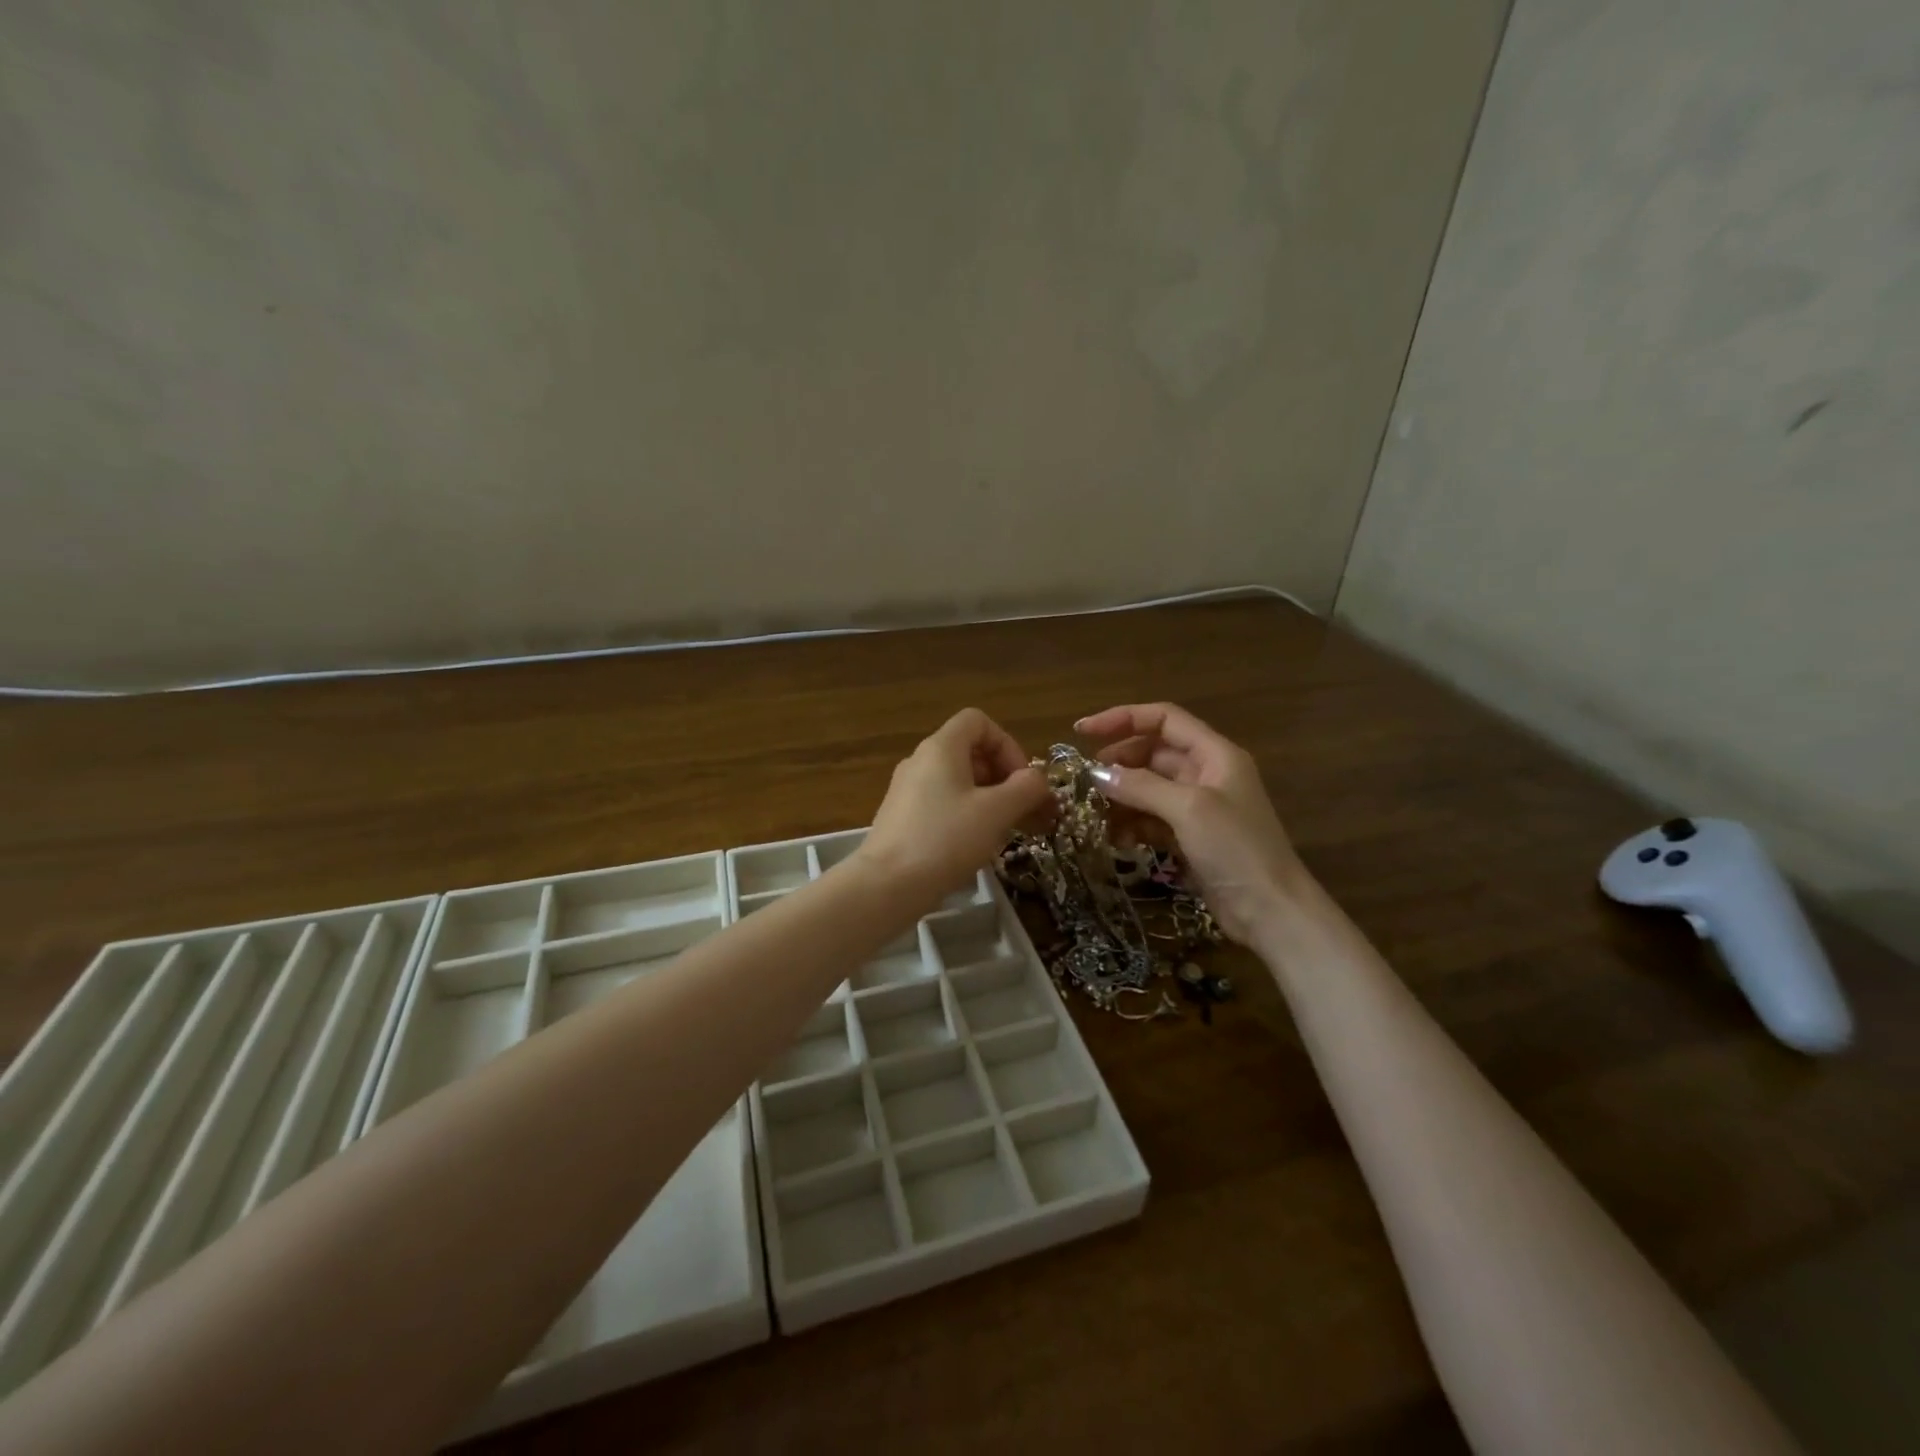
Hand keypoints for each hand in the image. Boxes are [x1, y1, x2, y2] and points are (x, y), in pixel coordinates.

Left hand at [856, 709, 1050, 912]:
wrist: (886, 885)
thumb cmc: (945, 840)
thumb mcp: (995, 812)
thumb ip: (1025, 789)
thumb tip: (1038, 779)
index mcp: (941, 748)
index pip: (978, 721)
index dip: (1007, 744)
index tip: (1022, 780)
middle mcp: (921, 761)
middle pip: (970, 751)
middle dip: (1003, 776)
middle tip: (1023, 809)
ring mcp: (908, 790)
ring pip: (958, 781)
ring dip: (989, 798)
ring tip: (1007, 830)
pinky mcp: (902, 818)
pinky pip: (942, 803)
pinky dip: (966, 814)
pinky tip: (976, 844)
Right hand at [1076, 702, 1307, 944]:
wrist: (1271, 912)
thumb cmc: (1236, 849)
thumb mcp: (1188, 809)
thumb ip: (1141, 786)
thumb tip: (1096, 773)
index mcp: (1215, 754)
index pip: (1163, 719)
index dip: (1122, 718)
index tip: (1082, 732)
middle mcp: (1207, 774)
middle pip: (1153, 753)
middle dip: (1119, 762)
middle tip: (1086, 780)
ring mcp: (1198, 808)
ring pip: (1149, 788)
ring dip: (1122, 798)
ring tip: (1096, 814)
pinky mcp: (1190, 838)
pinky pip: (1153, 819)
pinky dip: (1133, 825)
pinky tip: (1118, 840)